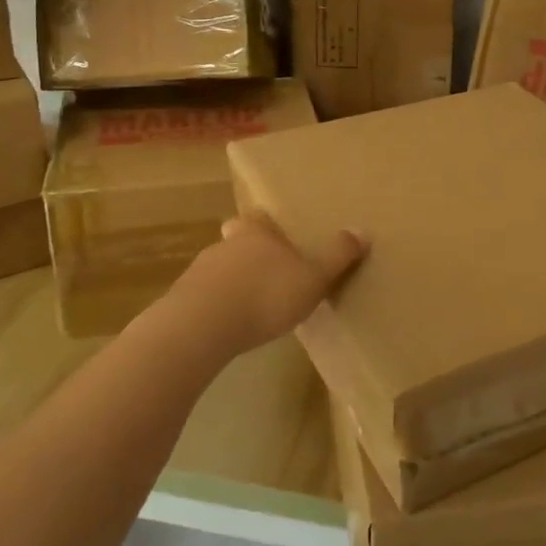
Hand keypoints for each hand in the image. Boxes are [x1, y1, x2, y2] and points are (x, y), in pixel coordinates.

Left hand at [170, 212, 368, 356]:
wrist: (201, 326)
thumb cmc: (265, 294)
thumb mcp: (313, 277)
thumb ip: (337, 256)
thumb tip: (363, 230)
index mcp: (256, 232)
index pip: (259, 218)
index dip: (267, 226)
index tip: (277, 236)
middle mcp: (225, 244)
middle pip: (236, 241)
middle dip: (250, 254)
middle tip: (268, 274)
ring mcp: (199, 272)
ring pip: (219, 269)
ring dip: (232, 283)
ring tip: (251, 305)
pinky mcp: (182, 302)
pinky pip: (204, 298)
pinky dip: (216, 307)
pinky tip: (228, 327)